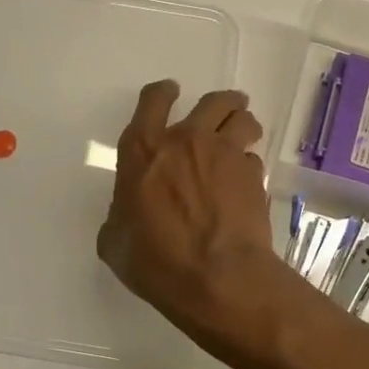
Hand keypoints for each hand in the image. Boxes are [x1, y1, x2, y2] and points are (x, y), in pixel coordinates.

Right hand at [98, 81, 285, 344]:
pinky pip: (253, 158)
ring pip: (243, 119)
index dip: (162, 92)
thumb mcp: (115, 242)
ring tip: (244, 134)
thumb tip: (126, 215)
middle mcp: (186, 140)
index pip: (152, 100)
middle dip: (220, 102)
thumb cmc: (156, 261)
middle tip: (223, 110)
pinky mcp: (252, 175)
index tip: (169, 91)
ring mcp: (224, 154)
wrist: (218, 277)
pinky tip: (246, 182)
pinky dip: (249, 165)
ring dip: (243, 123)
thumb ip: (119, 216)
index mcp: (144, 150)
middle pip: (212, 100)